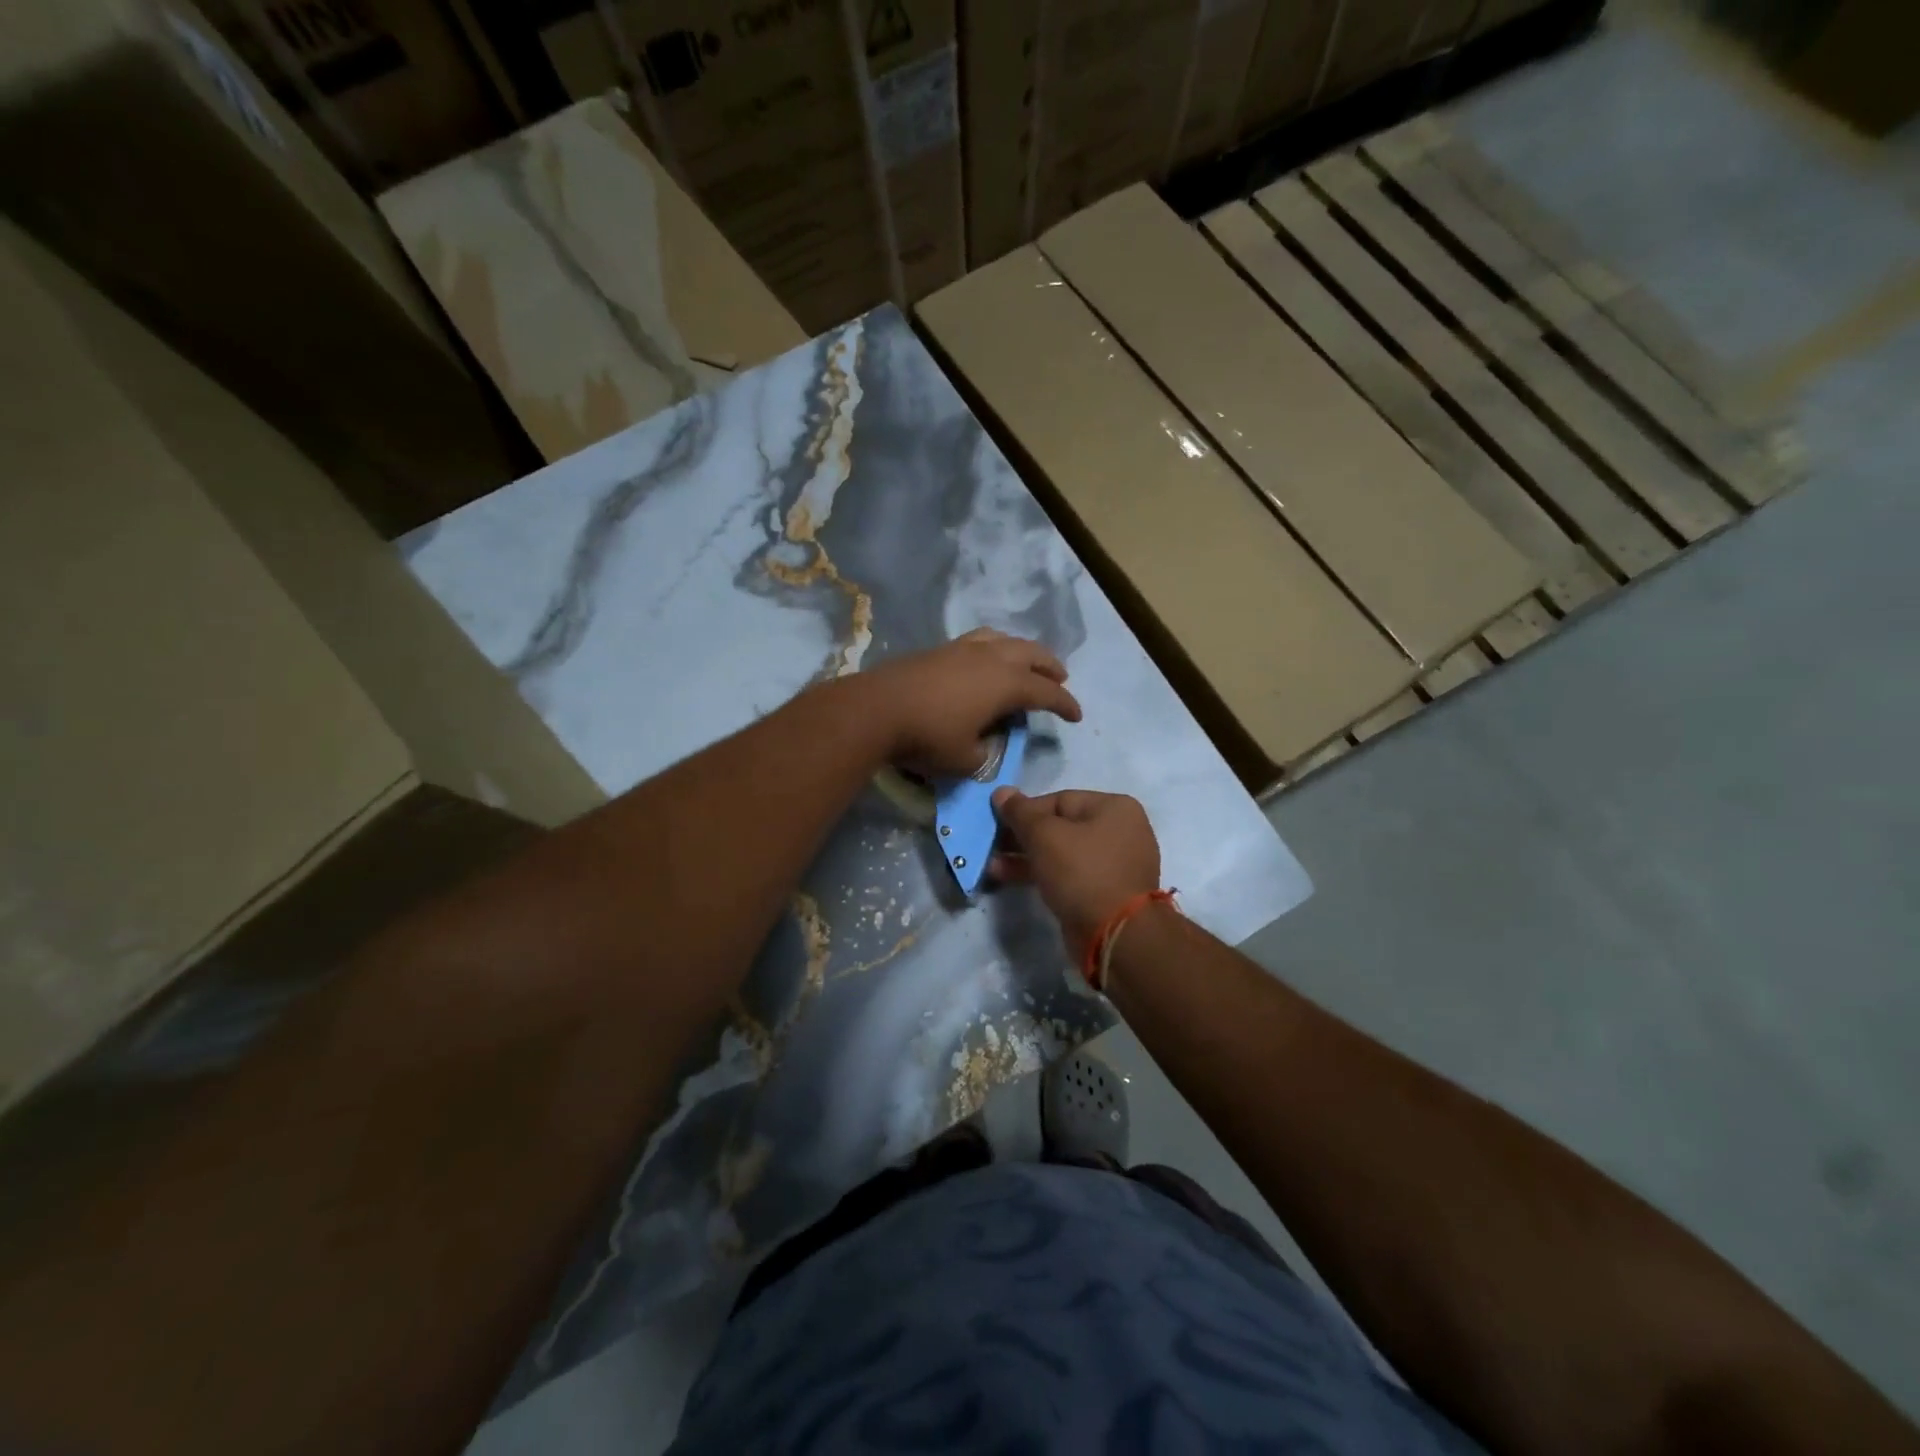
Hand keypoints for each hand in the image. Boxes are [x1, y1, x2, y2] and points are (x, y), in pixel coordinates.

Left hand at [861, 628, 1082, 776]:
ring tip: (1027, 662)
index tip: (1077, 716)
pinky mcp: (940, 649)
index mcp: (1006, 684)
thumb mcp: (965, 760)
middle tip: (1061, 679)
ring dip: (1024, 650)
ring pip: (1005, 639)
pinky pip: (980, 640)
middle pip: (1032, 654)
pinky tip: (988, 658)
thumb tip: (983, 745)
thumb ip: (984, 754)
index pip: (1047, 692)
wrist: (876, 709)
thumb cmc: (927, 737)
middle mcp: (991, 658)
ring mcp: (963, 648)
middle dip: (1050, 667)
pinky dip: (996, 647)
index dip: (1065, 704)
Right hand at [989, 789, 1159, 958]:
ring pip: (1062, 853)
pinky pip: (1069, 875)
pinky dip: (1043, 875)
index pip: (1060, 800)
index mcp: (1115, 807)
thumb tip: (1001, 791)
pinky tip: (1011, 879)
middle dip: (1023, 838)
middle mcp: (1120, 831)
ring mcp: (1115, 864)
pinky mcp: (1106, 893)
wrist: (1115, 935)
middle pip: (1061, 827)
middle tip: (992, 846)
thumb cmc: (1082, 872)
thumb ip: (1020, 812)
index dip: (1025, 811)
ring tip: (993, 867)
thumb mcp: (1044, 836)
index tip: (998, 824)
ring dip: (1027, 858)